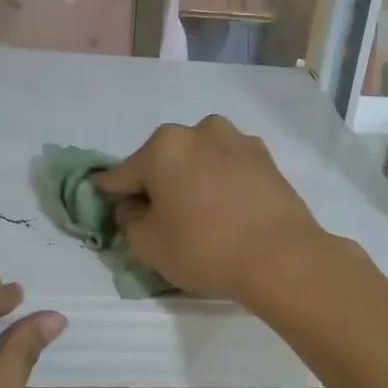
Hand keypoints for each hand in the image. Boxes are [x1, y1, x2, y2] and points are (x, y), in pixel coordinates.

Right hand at [92, 116, 330, 305]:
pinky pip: (228, 167)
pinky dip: (220, 182)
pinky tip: (226, 210)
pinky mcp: (265, 157)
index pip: (122, 174)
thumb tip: (133, 206)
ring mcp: (237, 140)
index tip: (105, 203)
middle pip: (162, 160)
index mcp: (163, 147)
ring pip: (198, 159)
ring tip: (198, 213)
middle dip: (156, 184)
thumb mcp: (148, 245)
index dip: (111, 193)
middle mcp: (198, 131)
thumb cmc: (205, 249)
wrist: (282, 257)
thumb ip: (129, 220)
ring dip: (191, 178)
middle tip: (159, 217)